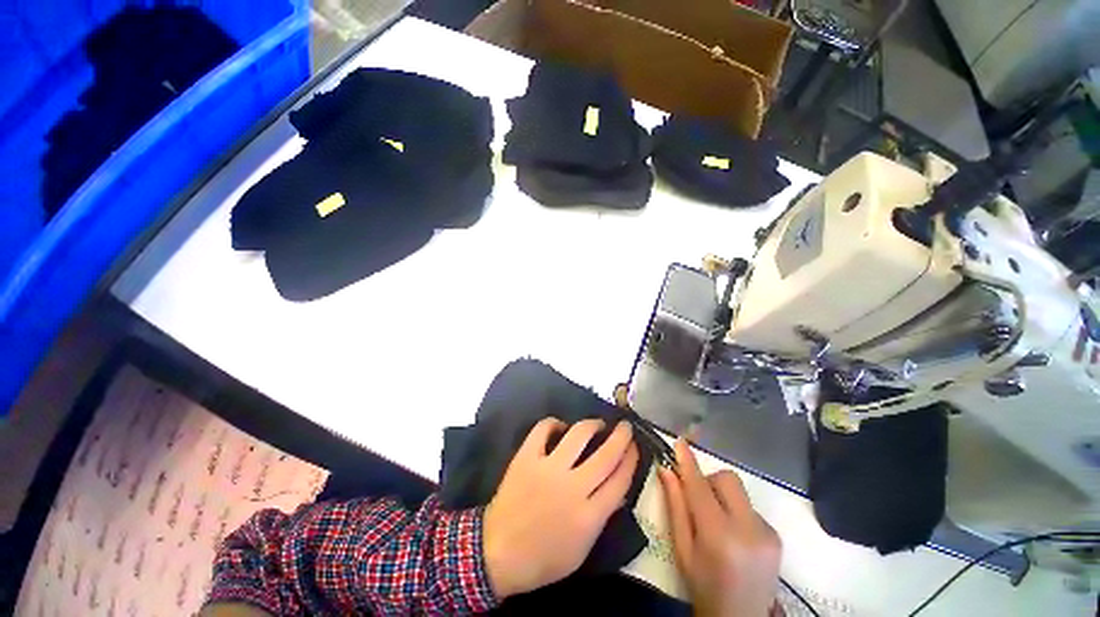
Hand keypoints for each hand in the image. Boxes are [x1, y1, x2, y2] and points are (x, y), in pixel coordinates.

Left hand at [483, 418, 639, 598]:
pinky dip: (554, 423)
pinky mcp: (526, 458)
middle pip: (606, 455)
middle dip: (621, 437)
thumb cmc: (543, 558)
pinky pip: (543, 429)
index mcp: (588, 516)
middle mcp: (572, 488)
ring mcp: (548, 469)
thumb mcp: (582, 549)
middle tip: (625, 426)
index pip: (620, 480)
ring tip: (597, 423)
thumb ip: (602, 517)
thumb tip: (618, 489)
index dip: (631, 459)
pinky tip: (560, 426)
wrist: (498, 553)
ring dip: (592, 424)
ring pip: (578, 435)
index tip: (635, 446)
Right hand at [658, 439, 781, 616]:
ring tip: (716, 521)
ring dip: (722, 495)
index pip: (699, 486)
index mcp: (719, 536)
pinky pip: (749, 506)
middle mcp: (748, 529)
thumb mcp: (682, 549)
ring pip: (738, 491)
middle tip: (698, 500)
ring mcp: (767, 532)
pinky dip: (735, 510)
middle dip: (708, 480)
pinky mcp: (776, 534)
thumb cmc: (703, 586)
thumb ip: (675, 506)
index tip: (679, 442)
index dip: (688, 462)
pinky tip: (733, 535)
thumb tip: (666, 469)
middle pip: (726, 479)